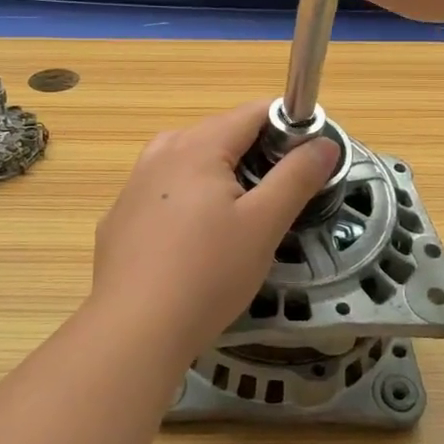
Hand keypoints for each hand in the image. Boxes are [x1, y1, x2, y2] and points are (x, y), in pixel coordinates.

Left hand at [90, 101, 338, 363]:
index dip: (287, 127)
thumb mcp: (264, 225)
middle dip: (254, 155)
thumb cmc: (208, 273)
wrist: (134, 330)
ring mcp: (133, 185)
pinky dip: (186, 203)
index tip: (308, 160)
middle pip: (219, 135)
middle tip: (277, 200)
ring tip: (237, 221)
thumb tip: (324, 142)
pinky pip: (163, 193)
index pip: (252, 112)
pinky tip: (192, 244)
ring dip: (219, 178)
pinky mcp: (119, 217)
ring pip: (188, 163)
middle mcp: (160, 152)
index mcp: (197, 146)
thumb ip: (296, 177)